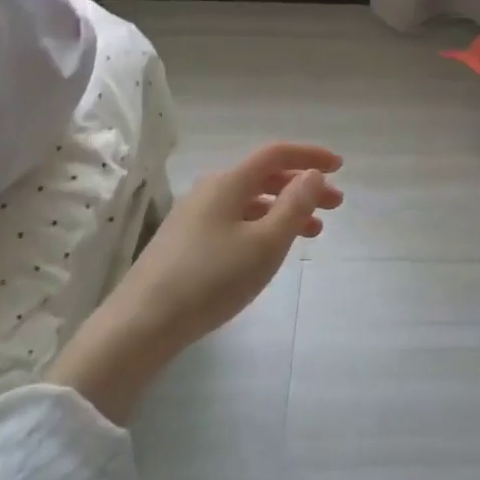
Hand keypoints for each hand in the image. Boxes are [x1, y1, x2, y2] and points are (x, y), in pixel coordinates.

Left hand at [48, 142, 342, 420]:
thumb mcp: (265, 244)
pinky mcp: (185, 242)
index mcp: (229, 183)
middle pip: (264, 177)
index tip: (339, 166)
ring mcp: (194, 217)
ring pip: (250, 201)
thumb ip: (294, 206)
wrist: (140, 325)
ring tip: (313, 232)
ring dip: (285, 209)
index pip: (276, 154)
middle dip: (303, 186)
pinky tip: (270, 250)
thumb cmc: (211, 279)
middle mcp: (210, 191)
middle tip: (335, 205)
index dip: (310, 156)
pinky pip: (235, 220)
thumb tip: (313, 174)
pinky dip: (262, 226)